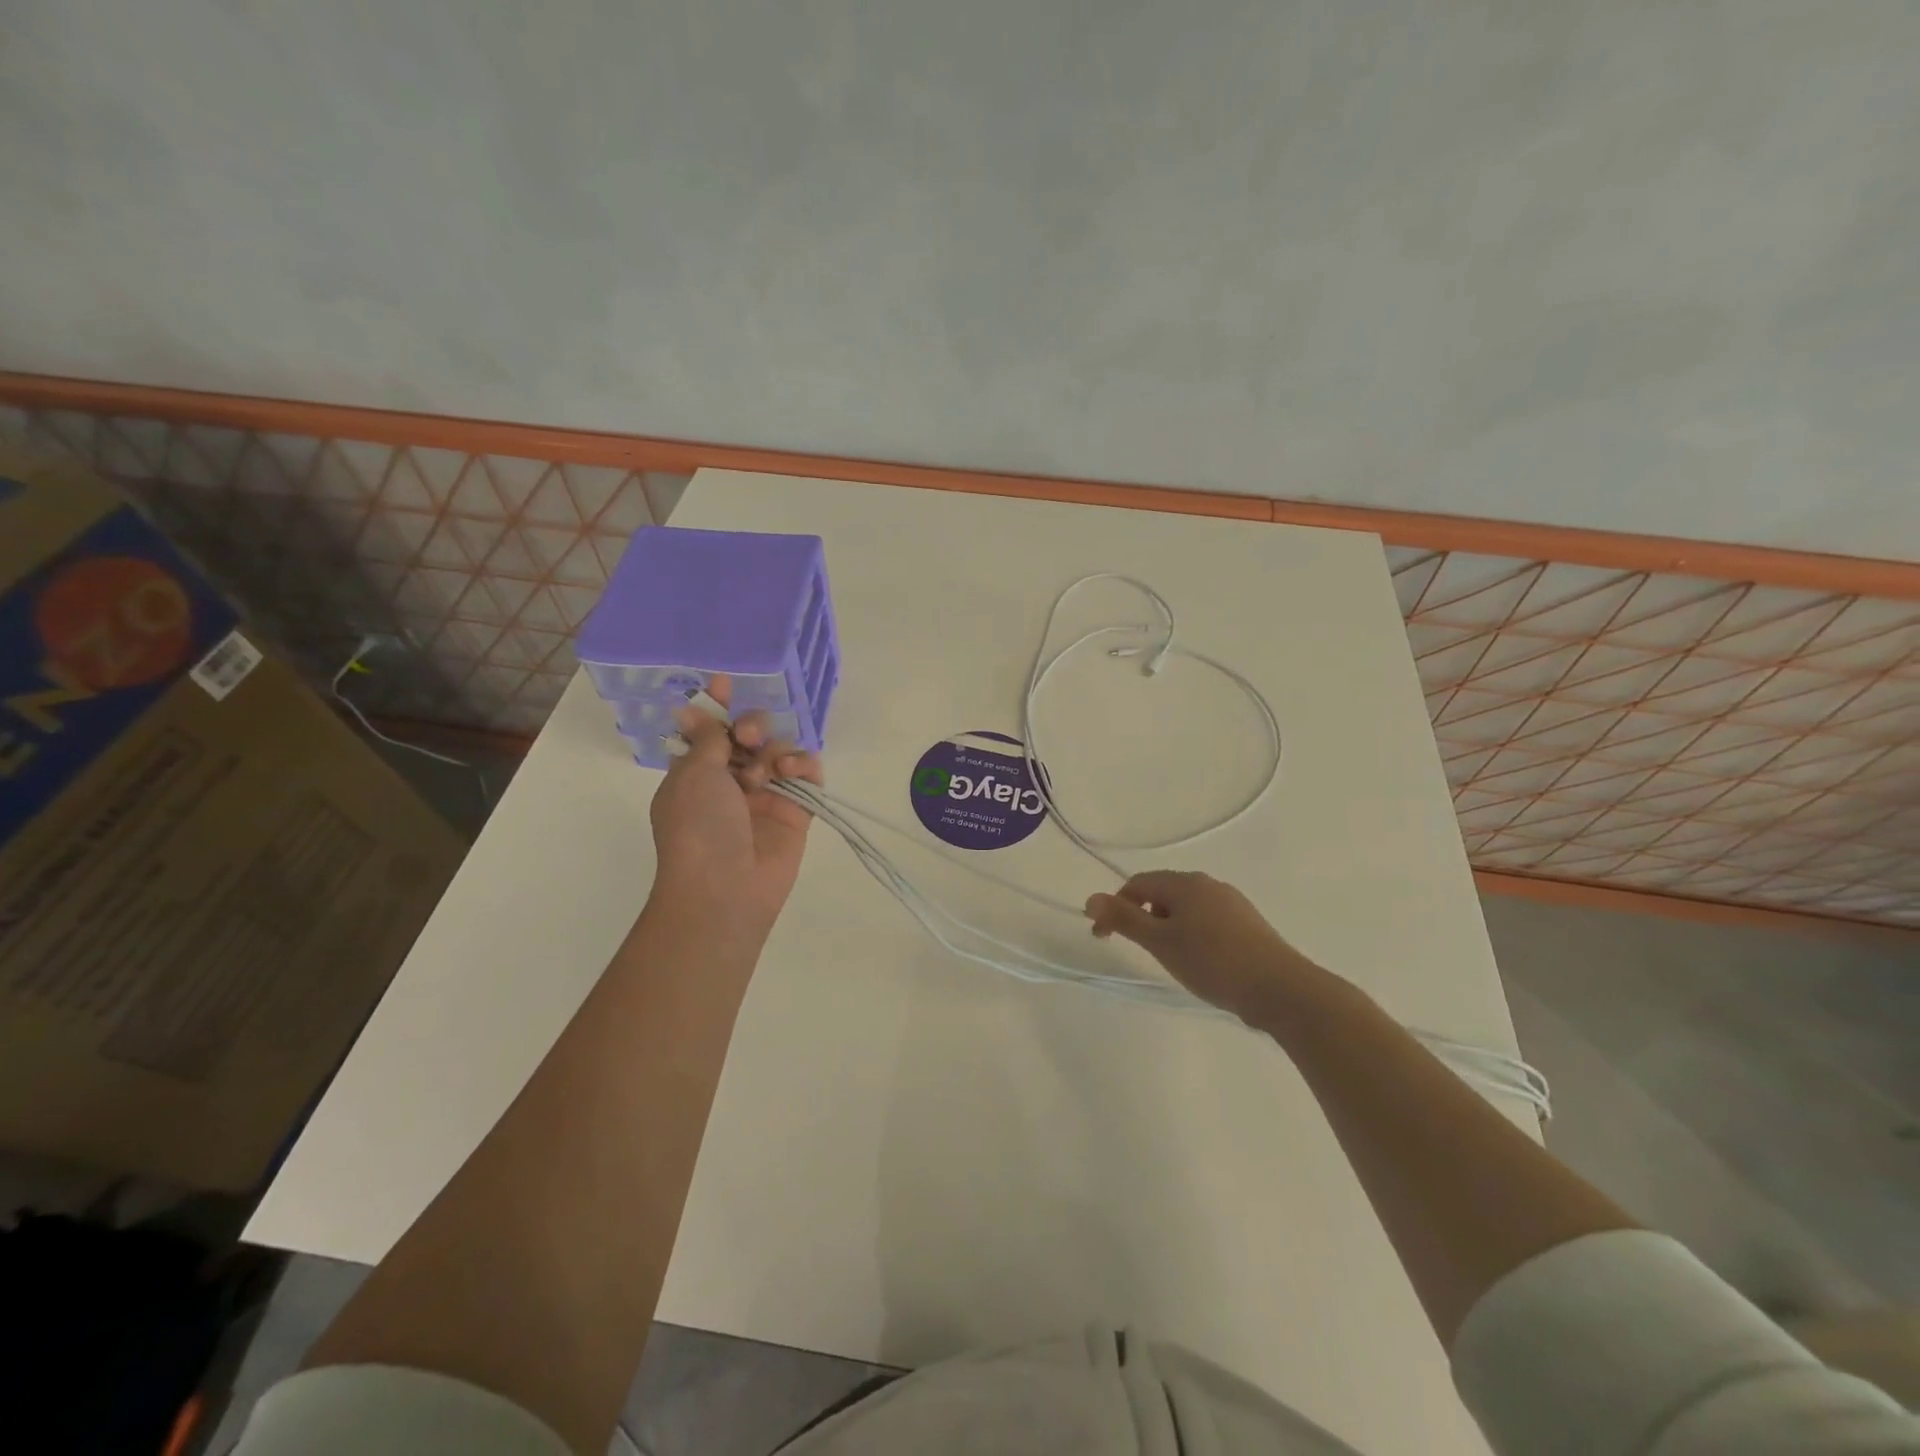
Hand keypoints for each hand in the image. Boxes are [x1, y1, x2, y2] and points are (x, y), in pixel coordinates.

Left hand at [647, 674, 822, 940]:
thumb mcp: (693, 774)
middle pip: (748, 737)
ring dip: (776, 749)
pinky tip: (794, 770)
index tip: (726, 682)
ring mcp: (765, 796)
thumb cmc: (698, 827)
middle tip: (749, 736)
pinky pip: (806, 775)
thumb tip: (698, 710)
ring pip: (779, 752)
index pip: (709, 731)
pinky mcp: (796, 811)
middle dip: (751, 727)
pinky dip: (804, 765)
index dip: (717, 706)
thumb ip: (708, 738)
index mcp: (696, 774)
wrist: (726, 888)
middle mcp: (730, 782)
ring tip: (770, 767)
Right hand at [1084, 870, 1327, 1025]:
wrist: (1280, 989)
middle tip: (1138, 950)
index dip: (1115, 908)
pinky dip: (1192, 933)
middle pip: (1162, 892)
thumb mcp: (1161, 942)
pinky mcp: (1248, 923)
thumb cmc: (1213, 962)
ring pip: (1186, 907)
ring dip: (1167, 926)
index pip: (1137, 884)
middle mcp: (1208, 884)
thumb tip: (1090, 899)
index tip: (1104, 939)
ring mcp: (1232, 902)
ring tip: (1169, 958)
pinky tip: (1200, 961)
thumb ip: (1124, 919)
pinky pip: (1207, 920)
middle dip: (1142, 916)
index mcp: (1184, 883)